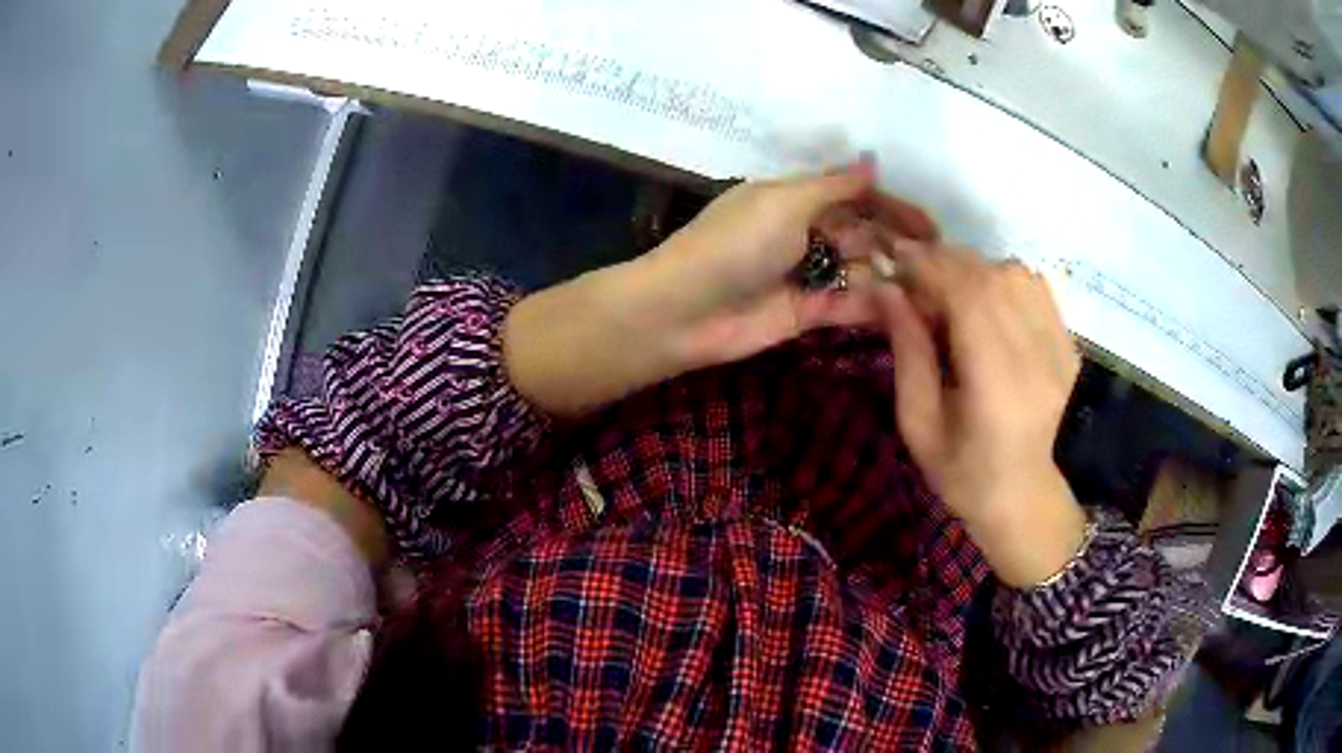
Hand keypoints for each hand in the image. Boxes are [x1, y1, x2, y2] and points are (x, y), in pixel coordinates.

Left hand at [644, 159, 938, 367]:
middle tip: (940, 260)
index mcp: (795, 199)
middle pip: (862, 234)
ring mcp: (807, 274)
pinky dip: (875, 304)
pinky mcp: (807, 313)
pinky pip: (848, 303)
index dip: (892, 207)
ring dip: (893, 275)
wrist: (685, 311)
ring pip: (860, 270)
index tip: (931, 225)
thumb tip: (873, 161)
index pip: (855, 196)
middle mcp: (805, 233)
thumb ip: (835, 187)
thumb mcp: (785, 202)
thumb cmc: (734, 244)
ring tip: (933, 286)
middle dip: (899, 243)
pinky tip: (906, 307)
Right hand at [872, 243, 1086, 586]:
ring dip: (974, 269)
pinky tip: (985, 300)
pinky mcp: (1069, 344)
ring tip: (949, 289)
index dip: (930, 266)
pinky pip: (1036, 286)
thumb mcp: (919, 425)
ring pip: (1016, 274)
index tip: (895, 258)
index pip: (969, 297)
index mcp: (997, 387)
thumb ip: (907, 353)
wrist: (1026, 498)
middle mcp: (1037, 358)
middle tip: (914, 273)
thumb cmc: (964, 474)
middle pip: (993, 278)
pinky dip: (1003, 278)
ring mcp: (1060, 349)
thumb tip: (888, 290)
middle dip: (946, 261)